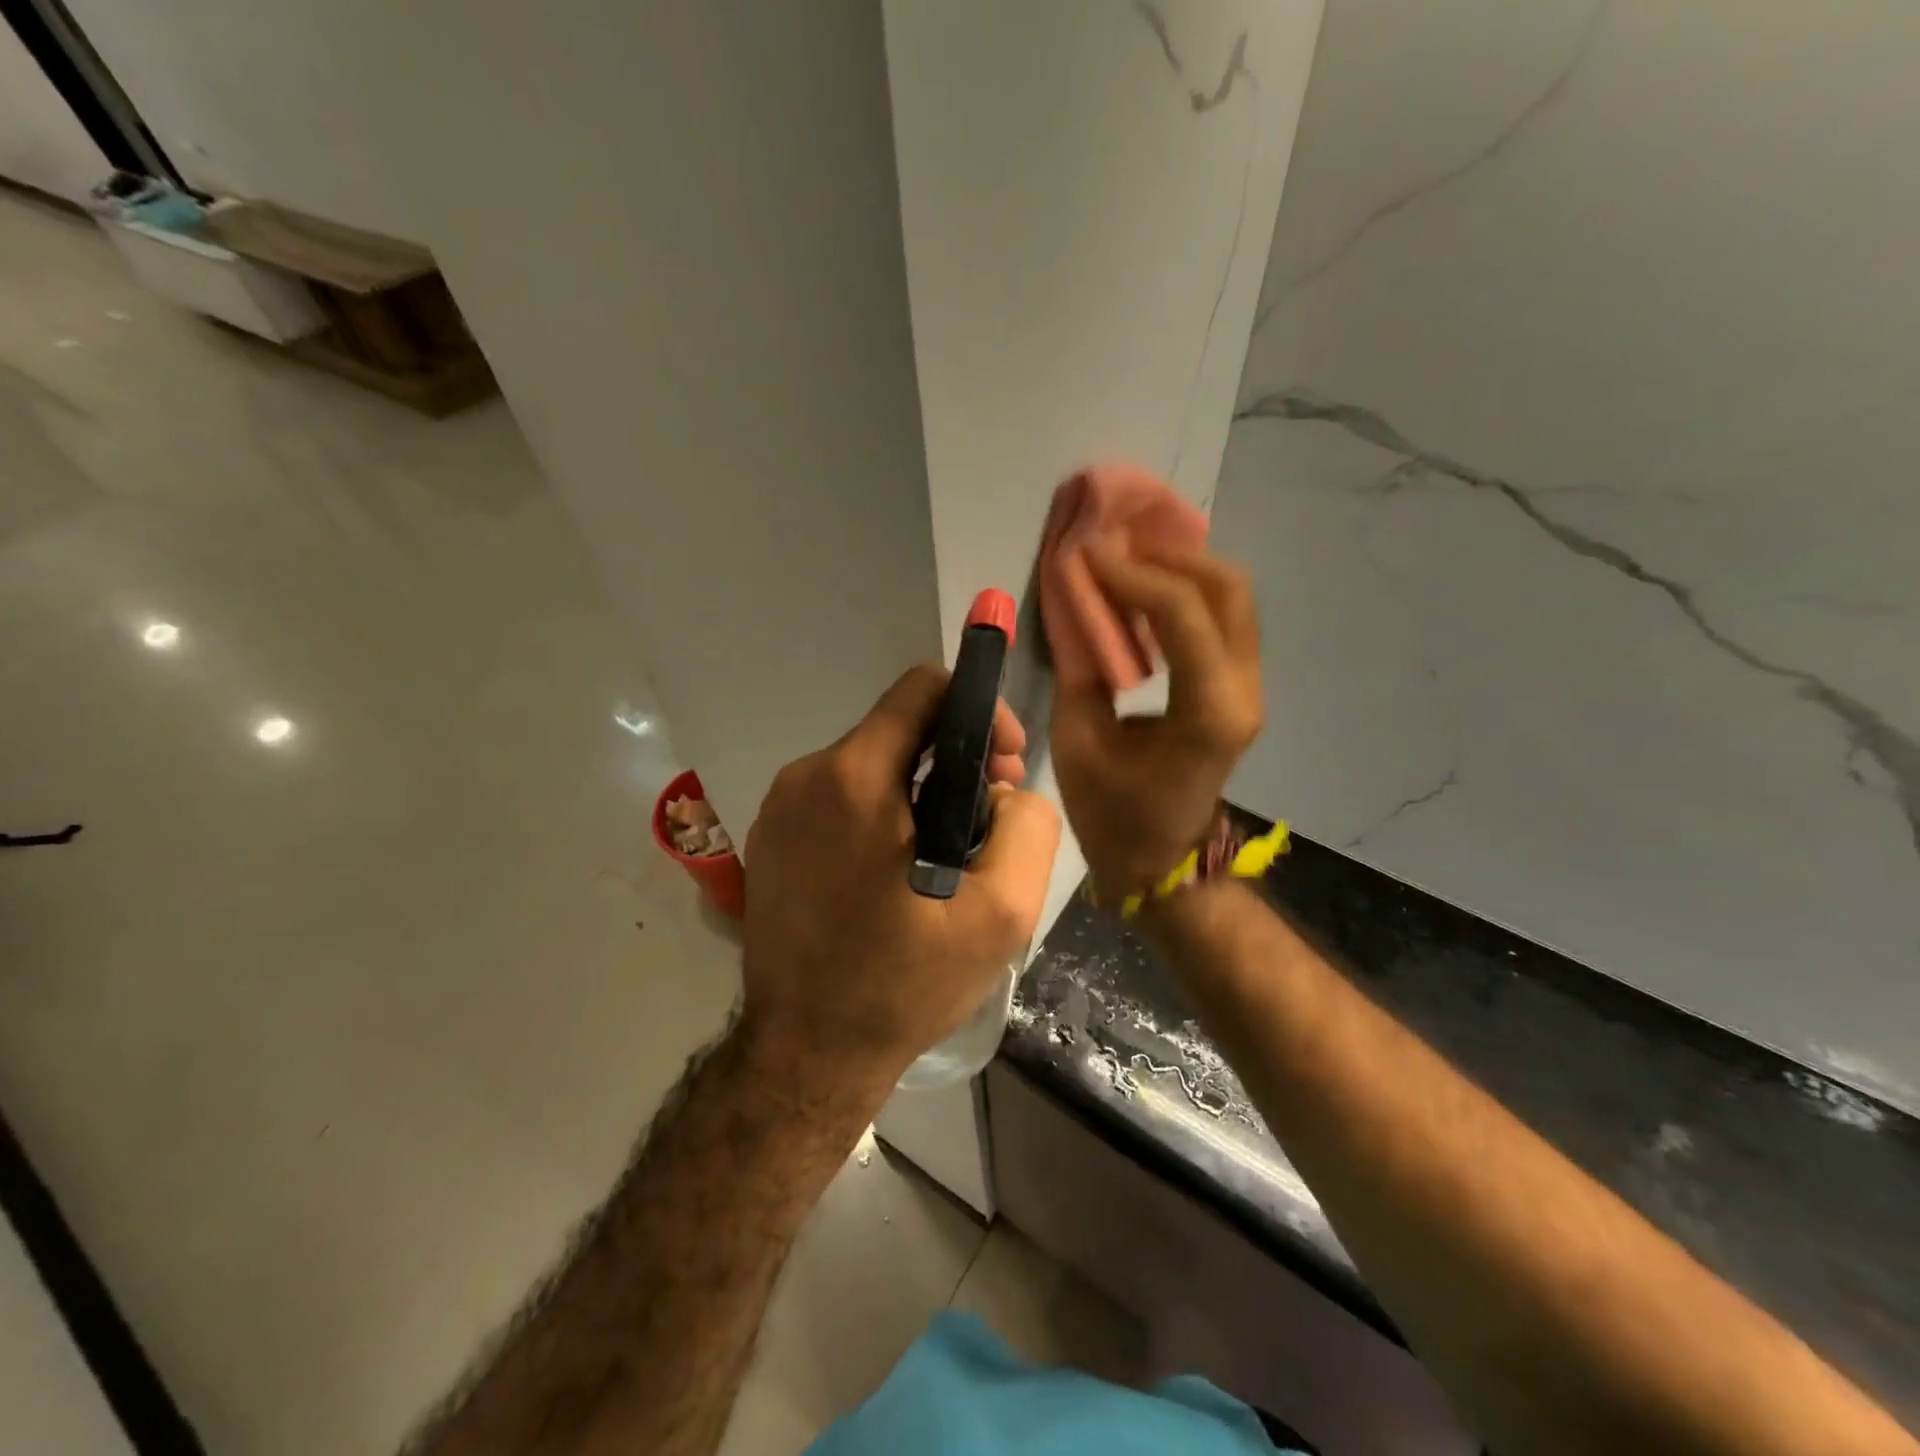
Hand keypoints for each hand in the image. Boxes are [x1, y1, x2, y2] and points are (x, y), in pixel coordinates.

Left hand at [739, 666, 1061, 1092]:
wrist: (804, 1055)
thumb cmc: (902, 985)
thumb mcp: (1001, 914)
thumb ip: (1028, 826)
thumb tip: (1004, 789)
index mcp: (854, 778)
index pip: (923, 687)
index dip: (979, 709)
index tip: (1004, 763)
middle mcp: (806, 776)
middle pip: (898, 727)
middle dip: (956, 756)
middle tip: (988, 817)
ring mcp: (779, 806)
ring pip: (871, 762)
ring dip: (919, 788)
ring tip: (946, 854)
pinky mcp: (770, 837)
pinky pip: (838, 796)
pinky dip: (879, 811)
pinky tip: (896, 871)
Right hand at [1050, 541, 1263, 899]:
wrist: (1162, 862)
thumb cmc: (1113, 814)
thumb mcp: (1077, 741)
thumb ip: (1077, 663)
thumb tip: (1070, 596)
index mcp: (1207, 713)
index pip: (1182, 614)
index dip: (1131, 574)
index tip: (1085, 553)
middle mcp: (1243, 691)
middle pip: (1227, 588)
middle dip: (1169, 554)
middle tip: (1113, 545)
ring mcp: (1249, 686)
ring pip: (1232, 596)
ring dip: (1180, 566)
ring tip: (1126, 556)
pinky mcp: (1238, 685)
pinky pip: (1222, 618)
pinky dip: (1185, 591)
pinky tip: (1143, 588)